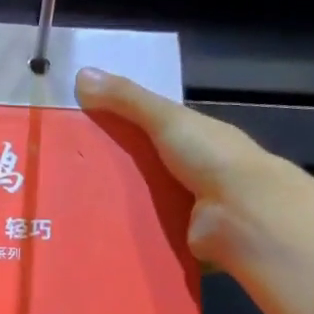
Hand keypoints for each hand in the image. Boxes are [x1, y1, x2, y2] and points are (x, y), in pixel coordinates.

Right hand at [74, 66, 292, 275]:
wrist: (244, 215)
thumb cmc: (210, 157)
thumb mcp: (166, 118)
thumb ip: (127, 99)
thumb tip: (81, 74)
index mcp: (194, 138)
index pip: (151, 130)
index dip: (119, 129)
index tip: (81, 133)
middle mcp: (194, 172)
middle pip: (144, 170)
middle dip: (113, 173)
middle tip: (68, 177)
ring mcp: (190, 209)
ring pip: (144, 205)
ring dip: (118, 208)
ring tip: (74, 210)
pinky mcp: (183, 240)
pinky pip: (149, 237)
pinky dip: (129, 237)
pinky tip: (97, 238)